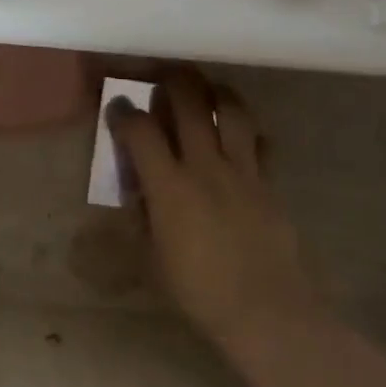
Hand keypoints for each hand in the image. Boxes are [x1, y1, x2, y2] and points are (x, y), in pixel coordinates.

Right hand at [107, 71, 325, 351]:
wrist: (267, 312)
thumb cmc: (199, 291)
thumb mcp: (152, 258)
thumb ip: (142, 216)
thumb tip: (140, 191)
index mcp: (169, 186)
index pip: (139, 130)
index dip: (123, 112)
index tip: (116, 106)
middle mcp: (205, 166)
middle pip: (189, 104)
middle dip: (172, 81)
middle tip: (162, 74)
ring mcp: (243, 171)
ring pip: (232, 111)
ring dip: (215, 92)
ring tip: (205, 89)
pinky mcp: (269, 184)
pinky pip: (260, 143)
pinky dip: (249, 132)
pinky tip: (242, 135)